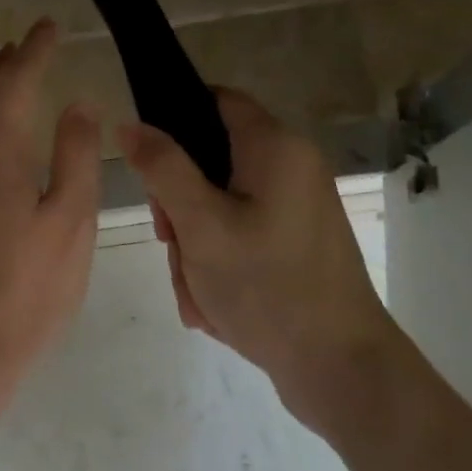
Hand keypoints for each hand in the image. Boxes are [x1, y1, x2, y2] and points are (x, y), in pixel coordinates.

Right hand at [119, 88, 393, 407]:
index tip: (146, 159)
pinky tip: (213, 302)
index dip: (174, 114)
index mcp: (275, 147)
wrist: (342, 371)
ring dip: (195, 241)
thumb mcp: (200, 224)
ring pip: (218, 203)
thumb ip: (162, 168)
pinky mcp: (294, 243)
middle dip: (179, 201)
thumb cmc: (268, 287)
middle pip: (211, 159)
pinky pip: (239, 235)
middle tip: (172, 240)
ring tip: (197, 287)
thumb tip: (129, 124)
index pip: (216, 99)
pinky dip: (218, 261)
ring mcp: (295, 208)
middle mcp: (291, 167)